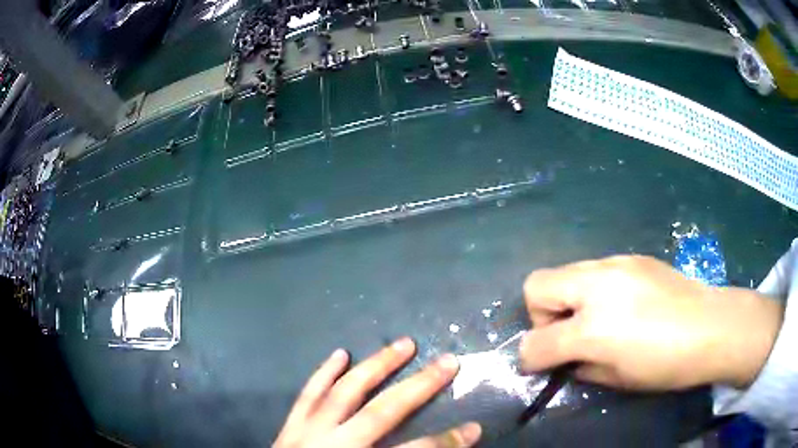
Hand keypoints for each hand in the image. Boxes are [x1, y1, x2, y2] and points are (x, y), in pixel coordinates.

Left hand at [274, 337, 480, 447]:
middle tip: (448, 361)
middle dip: (419, 386)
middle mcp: (334, 444)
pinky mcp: (290, 426)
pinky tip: (339, 354)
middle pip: (382, 412)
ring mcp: (308, 431)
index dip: (447, 441)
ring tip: (403, 344)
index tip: (474, 428)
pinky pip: (308, 394)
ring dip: (376, 366)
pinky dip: (324, 373)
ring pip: (345, 392)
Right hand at [519, 255, 782, 389]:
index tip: (542, 367)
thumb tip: (568, 360)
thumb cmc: (665, 363)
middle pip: (537, 285)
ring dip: (568, 299)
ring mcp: (615, 264)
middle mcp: (597, 285)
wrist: (710, 326)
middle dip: (542, 315)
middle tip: (569, 336)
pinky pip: (595, 270)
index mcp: (593, 327)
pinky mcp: (632, 257)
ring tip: (596, 319)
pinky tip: (622, 305)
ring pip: (565, 271)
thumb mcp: (617, 379)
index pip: (535, 341)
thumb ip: (581, 368)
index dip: (530, 358)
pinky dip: (594, 290)